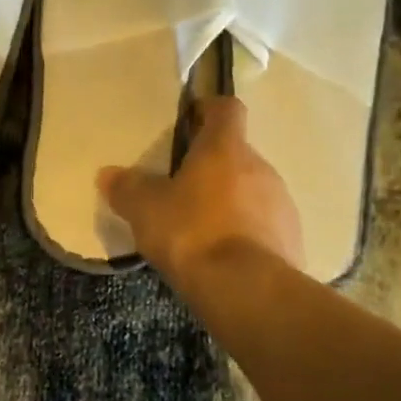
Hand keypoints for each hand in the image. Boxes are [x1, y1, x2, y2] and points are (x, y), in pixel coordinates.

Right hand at [100, 96, 302, 278]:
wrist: (248, 291)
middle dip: (212, 167)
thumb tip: (107, 174)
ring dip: (230, 201)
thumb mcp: (145, 210)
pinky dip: (247, 232)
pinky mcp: (293, 238)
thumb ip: (127, 188)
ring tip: (202, 229)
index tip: (189, 123)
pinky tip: (225, 256)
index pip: (226, 108)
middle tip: (182, 188)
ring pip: (252, 189)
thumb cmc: (192, 233)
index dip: (208, 110)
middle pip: (236, 153)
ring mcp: (281, 203)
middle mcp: (260, 166)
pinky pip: (265, 224)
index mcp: (225, 147)